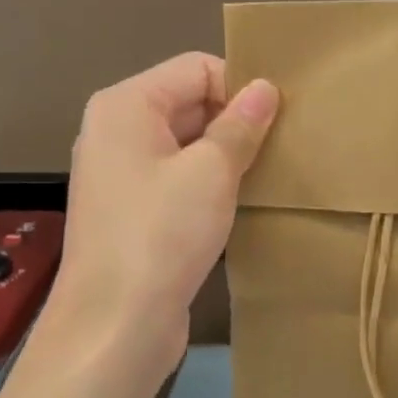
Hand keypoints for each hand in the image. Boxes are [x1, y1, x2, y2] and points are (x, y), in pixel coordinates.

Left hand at [43, 53, 278, 382]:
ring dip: (228, 152)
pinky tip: (244, 199)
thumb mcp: (212, 171)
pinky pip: (179, 176)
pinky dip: (211, 181)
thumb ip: (242, 123)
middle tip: (284, 142)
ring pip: (188, 141)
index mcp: (127, 105)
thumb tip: (266, 87)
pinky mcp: (133, 210)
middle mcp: (117, 130)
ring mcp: (122, 173)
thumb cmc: (162, 234)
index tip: (278, 117)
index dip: (239, 86)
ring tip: (271, 169)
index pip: (196, 68)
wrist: (114, 329)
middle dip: (237, 118)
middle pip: (190, 101)